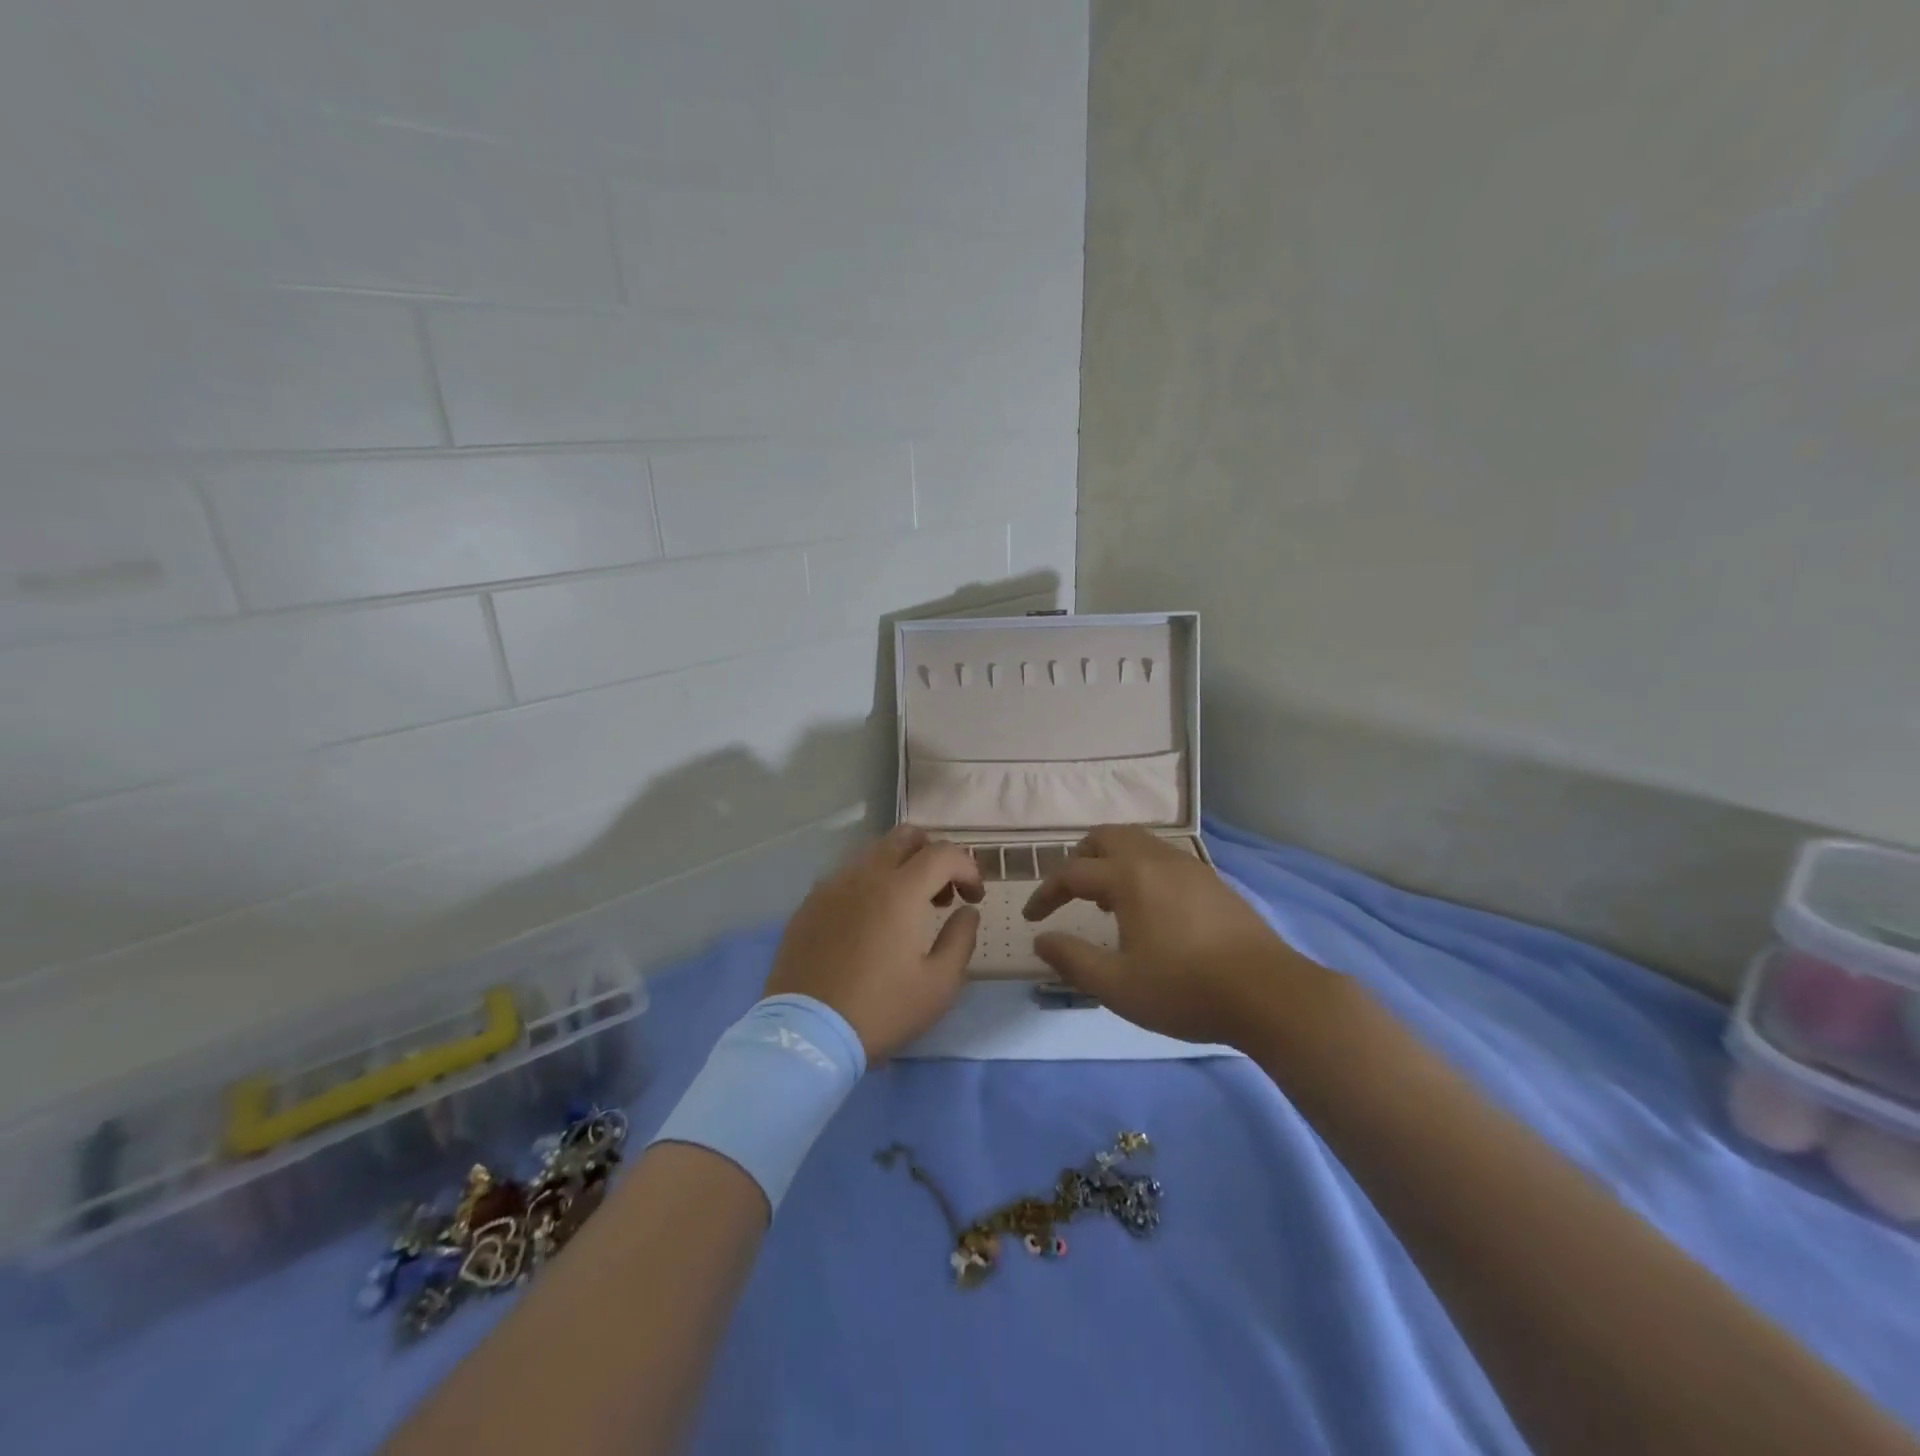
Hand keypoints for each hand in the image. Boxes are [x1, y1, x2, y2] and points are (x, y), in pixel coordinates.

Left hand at [764, 825, 983, 1061]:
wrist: (805, 1034)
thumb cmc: (880, 1010)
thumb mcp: (939, 985)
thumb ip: (961, 939)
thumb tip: (967, 911)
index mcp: (900, 889)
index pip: (944, 853)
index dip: (968, 868)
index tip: (974, 897)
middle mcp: (864, 874)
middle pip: (905, 836)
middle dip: (933, 854)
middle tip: (941, 894)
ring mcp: (831, 886)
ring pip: (874, 852)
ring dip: (900, 867)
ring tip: (906, 910)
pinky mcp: (809, 903)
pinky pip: (847, 876)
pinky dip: (870, 884)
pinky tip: (870, 922)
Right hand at [1022, 824, 1333, 1047]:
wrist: (1269, 994)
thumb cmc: (1185, 990)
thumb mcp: (1117, 986)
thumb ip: (1072, 960)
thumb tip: (1041, 940)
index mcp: (1129, 878)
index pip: (1072, 873)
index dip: (1046, 893)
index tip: (1032, 918)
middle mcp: (1156, 860)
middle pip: (1106, 837)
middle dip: (1079, 859)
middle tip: (1070, 893)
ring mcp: (1189, 866)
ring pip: (1138, 843)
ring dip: (1112, 862)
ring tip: (1107, 902)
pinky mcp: (1212, 881)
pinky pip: (1162, 858)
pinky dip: (1140, 869)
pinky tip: (1149, 909)